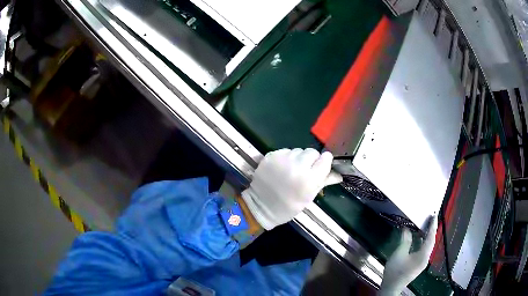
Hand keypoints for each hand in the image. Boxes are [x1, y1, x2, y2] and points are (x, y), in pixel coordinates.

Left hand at [241, 148, 341, 229]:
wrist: (261, 206)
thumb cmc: (288, 206)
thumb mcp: (309, 197)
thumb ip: (324, 181)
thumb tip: (339, 174)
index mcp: (309, 179)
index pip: (326, 158)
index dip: (324, 162)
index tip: (321, 167)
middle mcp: (297, 166)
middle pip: (312, 152)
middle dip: (311, 160)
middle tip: (305, 171)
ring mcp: (283, 159)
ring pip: (298, 150)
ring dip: (298, 158)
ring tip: (292, 171)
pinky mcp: (271, 155)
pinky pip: (285, 151)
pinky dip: (286, 158)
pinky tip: (282, 168)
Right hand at [379, 216, 437, 295]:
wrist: (392, 287)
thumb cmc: (395, 271)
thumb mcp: (399, 254)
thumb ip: (405, 241)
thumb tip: (407, 229)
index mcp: (423, 255)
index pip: (430, 237)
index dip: (432, 226)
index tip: (434, 215)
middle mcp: (425, 258)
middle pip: (431, 242)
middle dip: (431, 230)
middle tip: (431, 218)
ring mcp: (422, 262)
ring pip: (427, 246)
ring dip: (427, 236)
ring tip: (425, 226)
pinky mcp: (418, 265)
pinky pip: (423, 250)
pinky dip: (422, 243)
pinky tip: (418, 240)